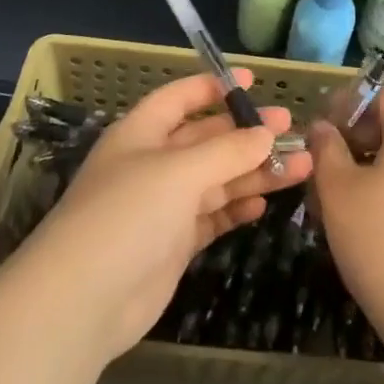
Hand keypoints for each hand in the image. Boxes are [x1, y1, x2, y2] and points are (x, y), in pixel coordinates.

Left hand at [19, 72, 312, 362]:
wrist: (83, 301)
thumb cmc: (127, 215)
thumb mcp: (180, 172)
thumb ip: (227, 151)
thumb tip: (266, 133)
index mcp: (142, 132)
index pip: (181, 98)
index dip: (215, 87)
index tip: (255, 81)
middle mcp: (153, 163)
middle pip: (207, 139)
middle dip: (247, 133)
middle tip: (290, 128)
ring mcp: (163, 206)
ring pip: (216, 179)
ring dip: (254, 172)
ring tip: (300, 166)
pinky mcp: (172, 244)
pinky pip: (212, 216)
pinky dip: (236, 208)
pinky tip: (264, 202)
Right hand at [308, 87, 383, 350]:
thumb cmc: (380, 238)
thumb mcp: (338, 189)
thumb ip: (326, 149)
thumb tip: (322, 127)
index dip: (356, 100)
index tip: (328, 125)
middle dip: (356, 137)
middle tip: (324, 161)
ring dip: (365, 168)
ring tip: (333, 196)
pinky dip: (383, 192)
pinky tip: (358, 222)